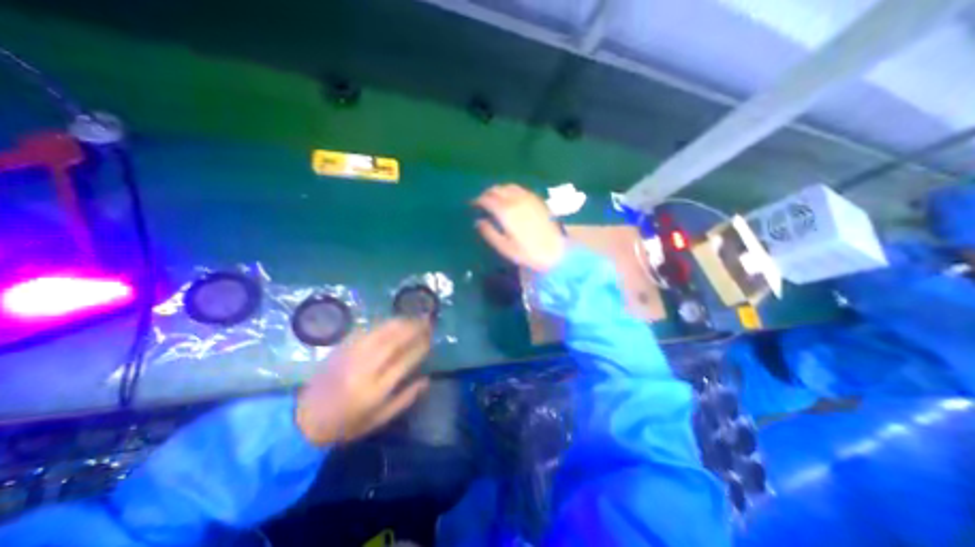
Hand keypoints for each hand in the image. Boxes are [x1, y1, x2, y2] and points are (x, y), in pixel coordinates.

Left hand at [295, 317, 430, 445]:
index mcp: (375, 390)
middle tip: (426, 321)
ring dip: (400, 322)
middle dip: (413, 328)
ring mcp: (350, 356)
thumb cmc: (346, 424)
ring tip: (413, 318)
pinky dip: (382, 324)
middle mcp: (364, 369)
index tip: (431, 339)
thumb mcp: (379, 419)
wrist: (303, 420)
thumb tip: (427, 380)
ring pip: (380, 332)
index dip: (420, 347)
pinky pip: (365, 331)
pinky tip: (391, 322)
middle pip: (393, 341)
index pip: (405, 361)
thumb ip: (405, 399)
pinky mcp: (340, 349)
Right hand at [472, 183, 563, 272]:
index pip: (487, 199)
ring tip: (495, 199)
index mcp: (505, 211)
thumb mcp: (504, 247)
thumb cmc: (528, 252)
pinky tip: (511, 199)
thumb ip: (489, 233)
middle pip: (497, 189)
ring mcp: (528, 198)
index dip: (477, 200)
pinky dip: (511, 190)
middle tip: (482, 202)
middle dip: (487, 194)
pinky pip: (520, 189)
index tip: (473, 205)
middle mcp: (516, 200)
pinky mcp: (537, 199)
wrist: (556, 251)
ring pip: (508, 186)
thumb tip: (478, 221)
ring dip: (498, 190)